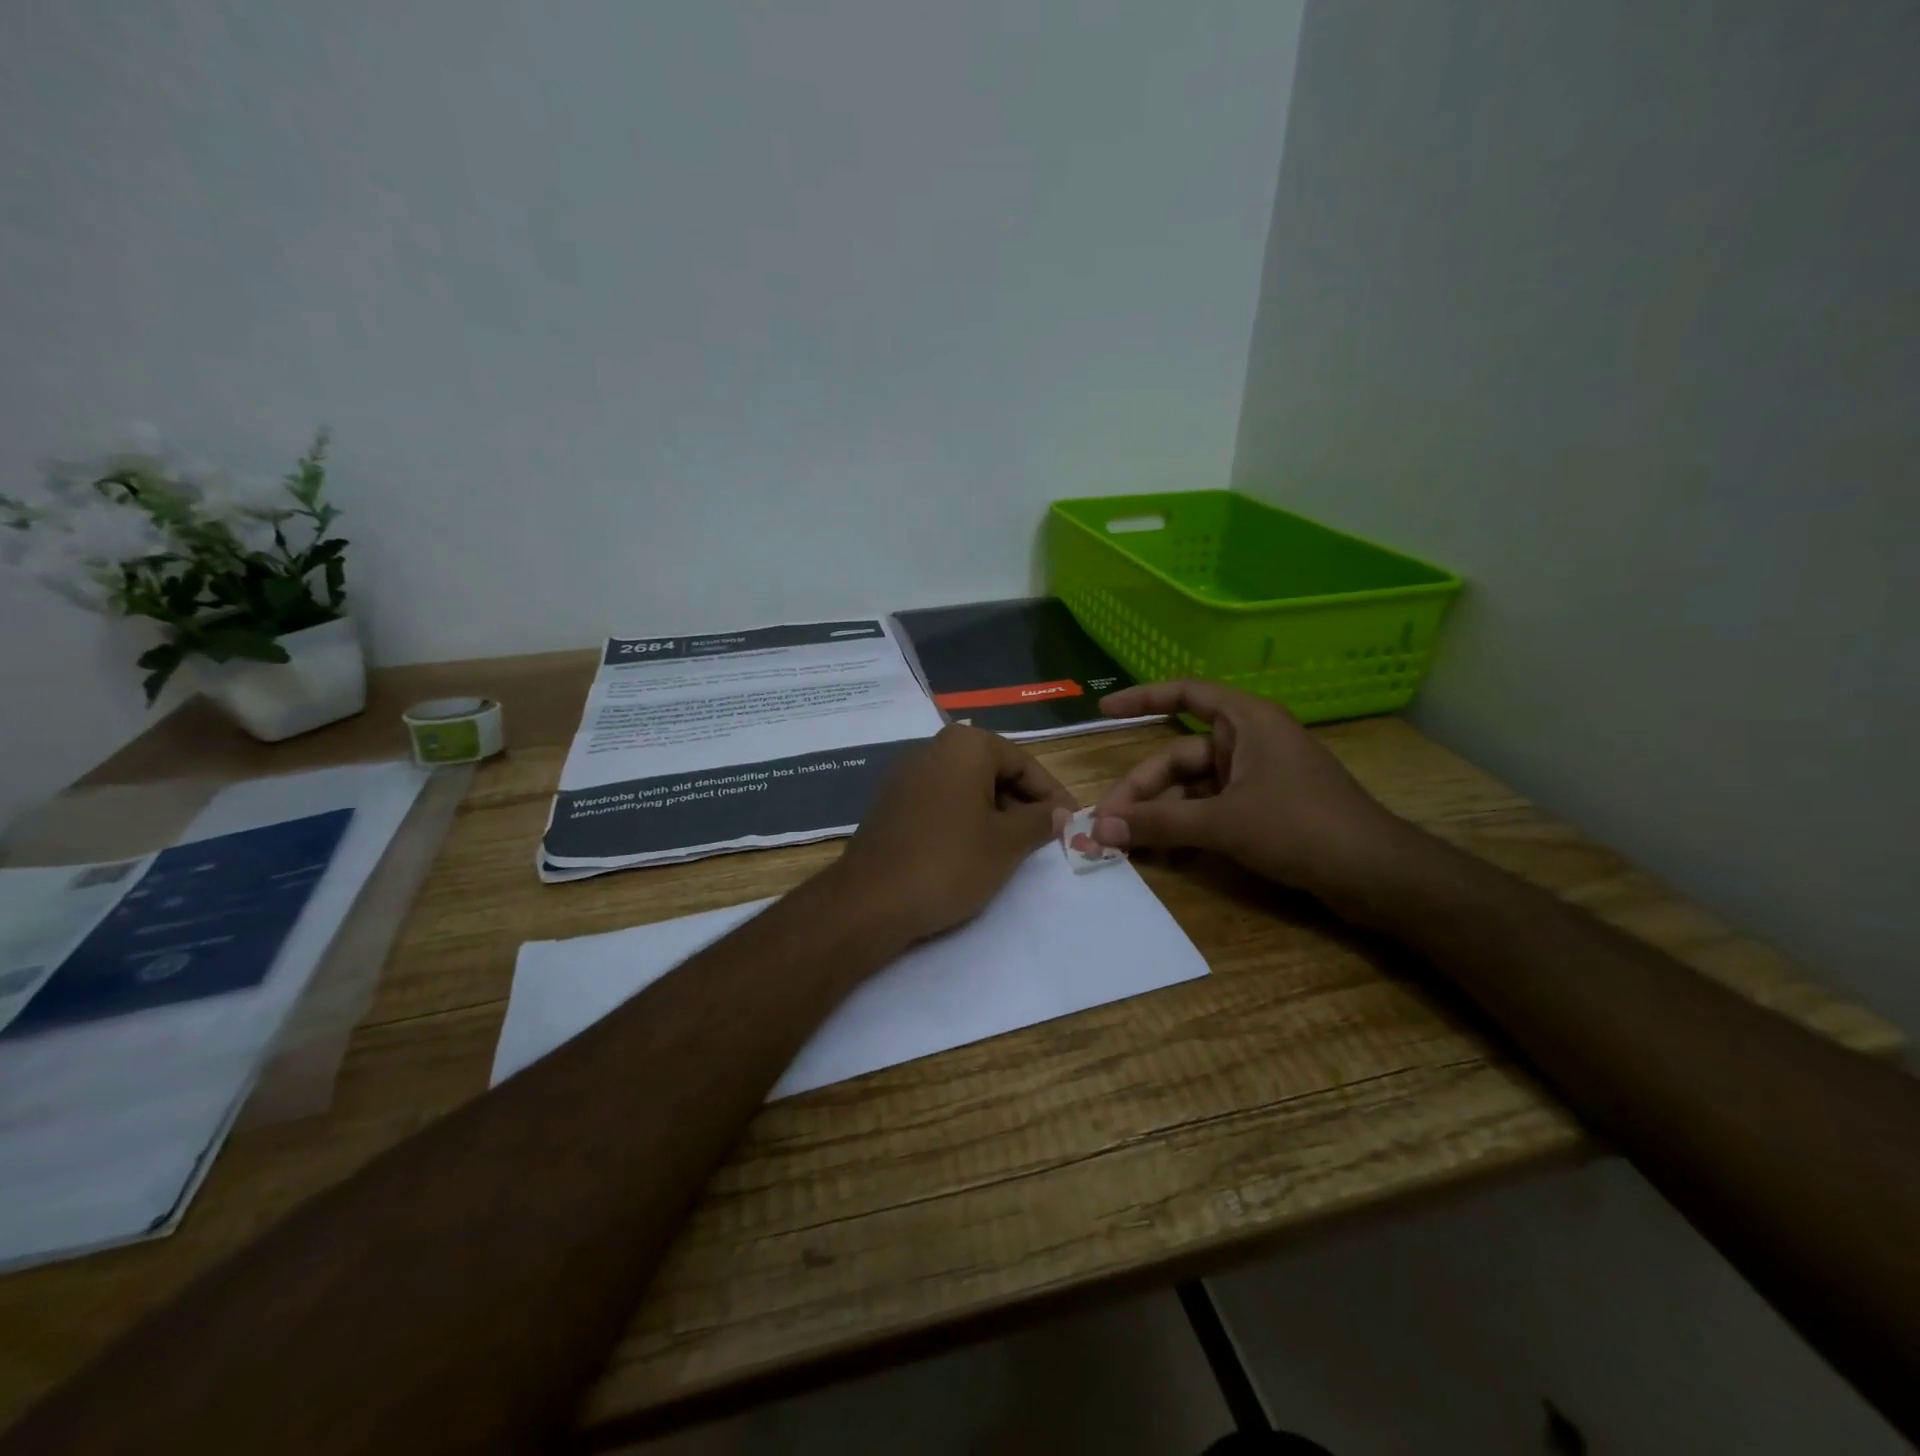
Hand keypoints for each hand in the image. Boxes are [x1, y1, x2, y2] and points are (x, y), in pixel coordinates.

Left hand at [833, 724, 1075, 945]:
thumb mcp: (1006, 843)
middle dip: (1023, 803)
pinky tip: (976, 852)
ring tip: (1015, 849)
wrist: (870, 901)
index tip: (1071, 824)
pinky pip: (942, 802)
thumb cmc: (949, 863)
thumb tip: (1060, 813)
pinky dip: (966, 820)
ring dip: (996, 814)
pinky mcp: (891, 804)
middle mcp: (933, 749)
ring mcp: (906, 775)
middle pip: (994, 770)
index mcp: (965, 745)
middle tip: (1046, 839)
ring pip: (968, 788)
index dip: (1052, 794)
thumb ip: (1039, 821)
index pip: (1024, 762)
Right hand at [1091, 681, 1407, 899]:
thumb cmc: (1301, 827)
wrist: (1377, 875)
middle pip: (1178, 756)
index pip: (1184, 694)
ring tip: (1127, 846)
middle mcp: (1249, 742)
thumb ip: (1158, 823)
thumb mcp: (1222, 823)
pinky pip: (1211, 810)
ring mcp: (1257, 778)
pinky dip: (1186, 828)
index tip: (1104, 709)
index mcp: (1246, 722)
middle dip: (1142, 790)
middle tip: (1106, 825)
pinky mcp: (1265, 810)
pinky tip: (1163, 855)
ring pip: (1192, 788)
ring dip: (1160, 814)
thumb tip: (1098, 829)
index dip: (1141, 698)